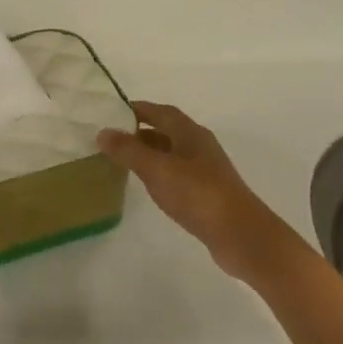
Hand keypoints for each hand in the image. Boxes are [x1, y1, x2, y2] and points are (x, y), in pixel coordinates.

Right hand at [98, 101, 270, 262]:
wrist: (240, 235)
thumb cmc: (198, 194)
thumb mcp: (157, 169)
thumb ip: (128, 150)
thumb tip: (102, 131)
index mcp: (190, 133)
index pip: (160, 111)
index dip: (136, 108)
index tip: (110, 112)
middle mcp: (199, 146)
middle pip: (166, 130)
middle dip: (139, 131)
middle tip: (110, 138)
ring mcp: (205, 170)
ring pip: (170, 153)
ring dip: (148, 153)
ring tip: (121, 160)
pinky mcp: (206, 193)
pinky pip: (176, 174)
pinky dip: (158, 173)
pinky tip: (147, 185)